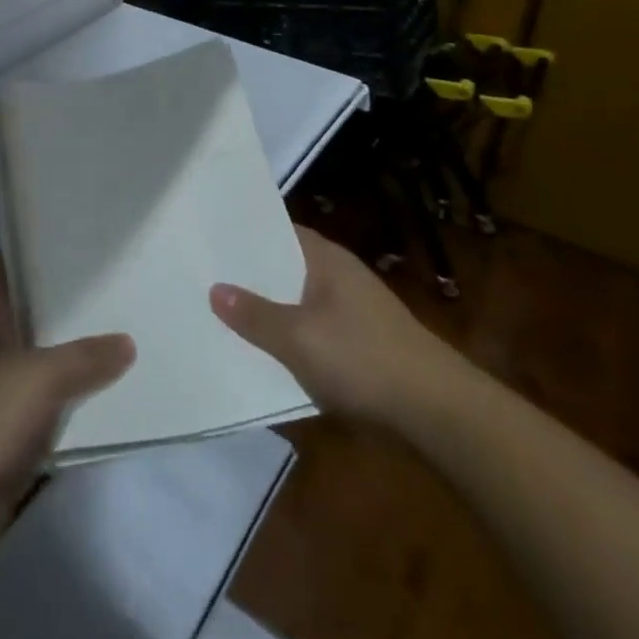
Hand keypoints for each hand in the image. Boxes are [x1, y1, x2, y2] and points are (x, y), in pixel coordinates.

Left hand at [0, 254, 132, 575]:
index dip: (21, 252)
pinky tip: (98, 402)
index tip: (60, 242)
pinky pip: (40, 411)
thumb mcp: (43, 376)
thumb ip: (86, 357)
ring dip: (62, 358)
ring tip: (111, 340)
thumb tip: (127, 342)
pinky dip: (64, 405)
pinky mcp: (0, 439)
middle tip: (102, 290)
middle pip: (19, 316)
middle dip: (54, 305)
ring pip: (32, 364)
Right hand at [210, 226, 464, 424]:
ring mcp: (351, 306)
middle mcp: (337, 272)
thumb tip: (215, 290)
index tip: (206, 236)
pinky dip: (288, 331)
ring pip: (296, 297)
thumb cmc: (364, 358)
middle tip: (202, 274)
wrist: (436, 409)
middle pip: (283, 264)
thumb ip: (255, 315)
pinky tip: (264, 348)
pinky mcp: (358, 338)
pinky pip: (311, 324)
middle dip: (249, 273)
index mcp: (324, 257)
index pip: (276, 229)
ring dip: (268, 305)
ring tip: (221, 311)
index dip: (243, 232)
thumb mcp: (299, 338)